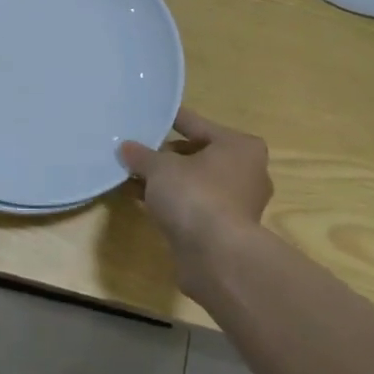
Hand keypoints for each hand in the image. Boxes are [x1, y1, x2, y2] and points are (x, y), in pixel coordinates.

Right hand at [119, 108, 271, 280]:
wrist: (216, 256)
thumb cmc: (195, 195)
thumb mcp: (160, 168)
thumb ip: (142, 155)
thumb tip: (126, 148)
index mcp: (240, 146)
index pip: (197, 124)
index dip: (170, 120)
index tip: (149, 116)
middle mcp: (247, 171)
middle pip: (198, 154)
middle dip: (167, 155)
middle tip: (138, 151)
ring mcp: (238, 203)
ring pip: (195, 182)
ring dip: (168, 181)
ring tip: (134, 175)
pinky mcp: (226, 229)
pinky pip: (194, 205)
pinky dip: (173, 201)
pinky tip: (145, 200)